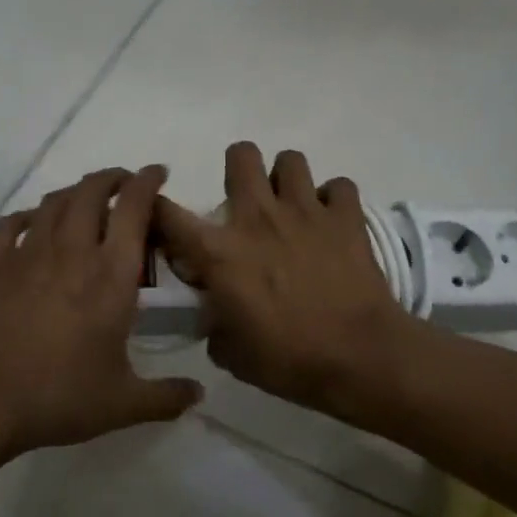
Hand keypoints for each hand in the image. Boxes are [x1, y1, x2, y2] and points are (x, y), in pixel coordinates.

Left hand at [0, 166, 202, 456]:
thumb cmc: (58, 397)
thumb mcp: (122, 403)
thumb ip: (167, 397)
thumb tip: (199, 394)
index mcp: (110, 274)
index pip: (133, 207)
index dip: (148, 181)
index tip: (158, 173)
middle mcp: (72, 250)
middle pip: (91, 190)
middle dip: (112, 178)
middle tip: (124, 184)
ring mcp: (28, 253)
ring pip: (54, 201)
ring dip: (75, 192)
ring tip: (85, 200)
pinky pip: (11, 223)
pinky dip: (28, 215)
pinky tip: (33, 223)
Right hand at [153, 143, 412, 421]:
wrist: (360, 358)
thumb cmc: (289, 361)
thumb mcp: (232, 354)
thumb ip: (214, 323)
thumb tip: (214, 314)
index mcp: (220, 252)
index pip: (168, 213)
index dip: (156, 207)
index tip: (162, 217)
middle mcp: (258, 217)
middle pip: (240, 155)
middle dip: (238, 170)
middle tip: (246, 201)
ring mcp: (305, 210)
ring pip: (290, 159)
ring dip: (286, 179)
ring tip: (291, 206)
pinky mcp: (346, 216)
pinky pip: (339, 186)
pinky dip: (334, 199)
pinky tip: (332, 220)